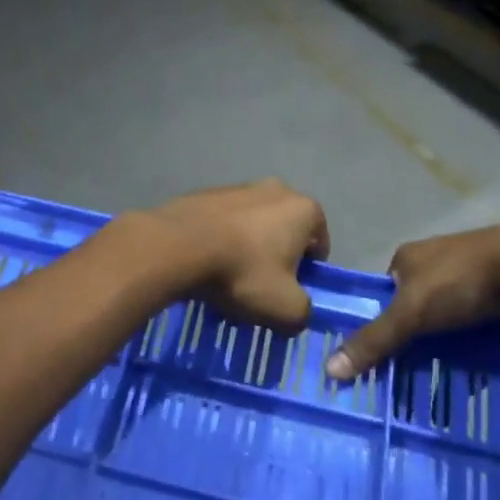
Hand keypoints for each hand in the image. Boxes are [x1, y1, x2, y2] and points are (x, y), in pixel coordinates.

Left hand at [137, 179, 329, 332]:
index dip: (308, 272)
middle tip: (260, 288)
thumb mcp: (287, 309)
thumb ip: (304, 312)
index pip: (319, 243)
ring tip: (228, 281)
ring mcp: (239, 187)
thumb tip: (297, 310)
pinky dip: (222, 241)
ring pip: (254, 227)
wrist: (179, 246)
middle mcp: (276, 189)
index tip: (289, 292)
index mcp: (303, 209)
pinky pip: (225, 223)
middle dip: (276, 260)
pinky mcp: (208, 193)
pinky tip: (207, 265)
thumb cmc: (243, 272)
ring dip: (248, 251)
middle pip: (285, 232)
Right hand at [326, 225, 499, 379]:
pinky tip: (476, 361)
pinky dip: (473, 337)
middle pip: (415, 303)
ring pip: (447, 312)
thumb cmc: (459, 282)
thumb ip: (375, 340)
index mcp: (407, 256)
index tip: (384, 355)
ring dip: (446, 339)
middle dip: (416, 335)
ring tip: (445, 372)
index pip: (384, 292)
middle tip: (414, 370)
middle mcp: (434, 259)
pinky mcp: (496, 285)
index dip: (382, 321)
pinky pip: (475, 317)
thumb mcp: (411, 313)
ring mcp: (467, 271)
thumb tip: (329, 369)